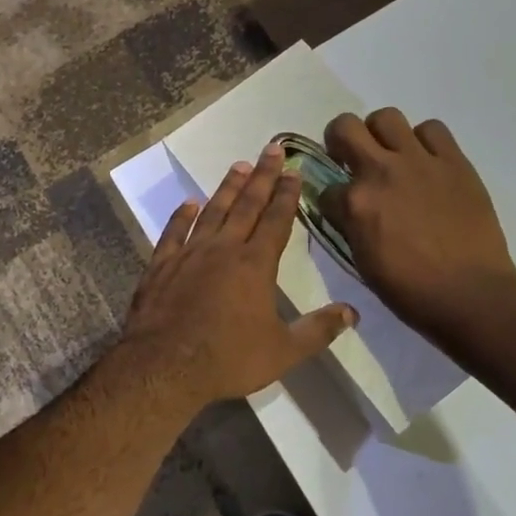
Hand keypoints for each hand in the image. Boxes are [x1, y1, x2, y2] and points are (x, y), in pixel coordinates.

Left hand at [119, 144, 356, 405]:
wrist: (164, 366)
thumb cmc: (228, 358)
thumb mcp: (283, 351)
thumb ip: (318, 330)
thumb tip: (353, 312)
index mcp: (255, 264)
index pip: (277, 220)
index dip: (287, 195)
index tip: (294, 171)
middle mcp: (224, 249)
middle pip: (247, 205)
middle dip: (263, 176)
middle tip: (272, 149)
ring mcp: (189, 253)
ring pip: (212, 211)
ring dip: (227, 187)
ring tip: (239, 166)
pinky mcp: (162, 265)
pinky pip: (174, 232)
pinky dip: (182, 216)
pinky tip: (189, 203)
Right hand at [320, 109, 515, 342]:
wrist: (470, 293)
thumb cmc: (410, 289)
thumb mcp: (362, 260)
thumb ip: (350, 225)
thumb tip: (345, 210)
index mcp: (355, 203)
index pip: (325, 187)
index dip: (330, 198)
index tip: (339, 207)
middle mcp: (380, 171)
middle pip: (344, 126)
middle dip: (340, 140)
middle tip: (351, 158)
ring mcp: (419, 161)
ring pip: (387, 117)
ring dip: (381, 134)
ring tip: (391, 154)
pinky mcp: (453, 161)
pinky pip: (432, 129)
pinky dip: (424, 141)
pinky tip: (426, 161)